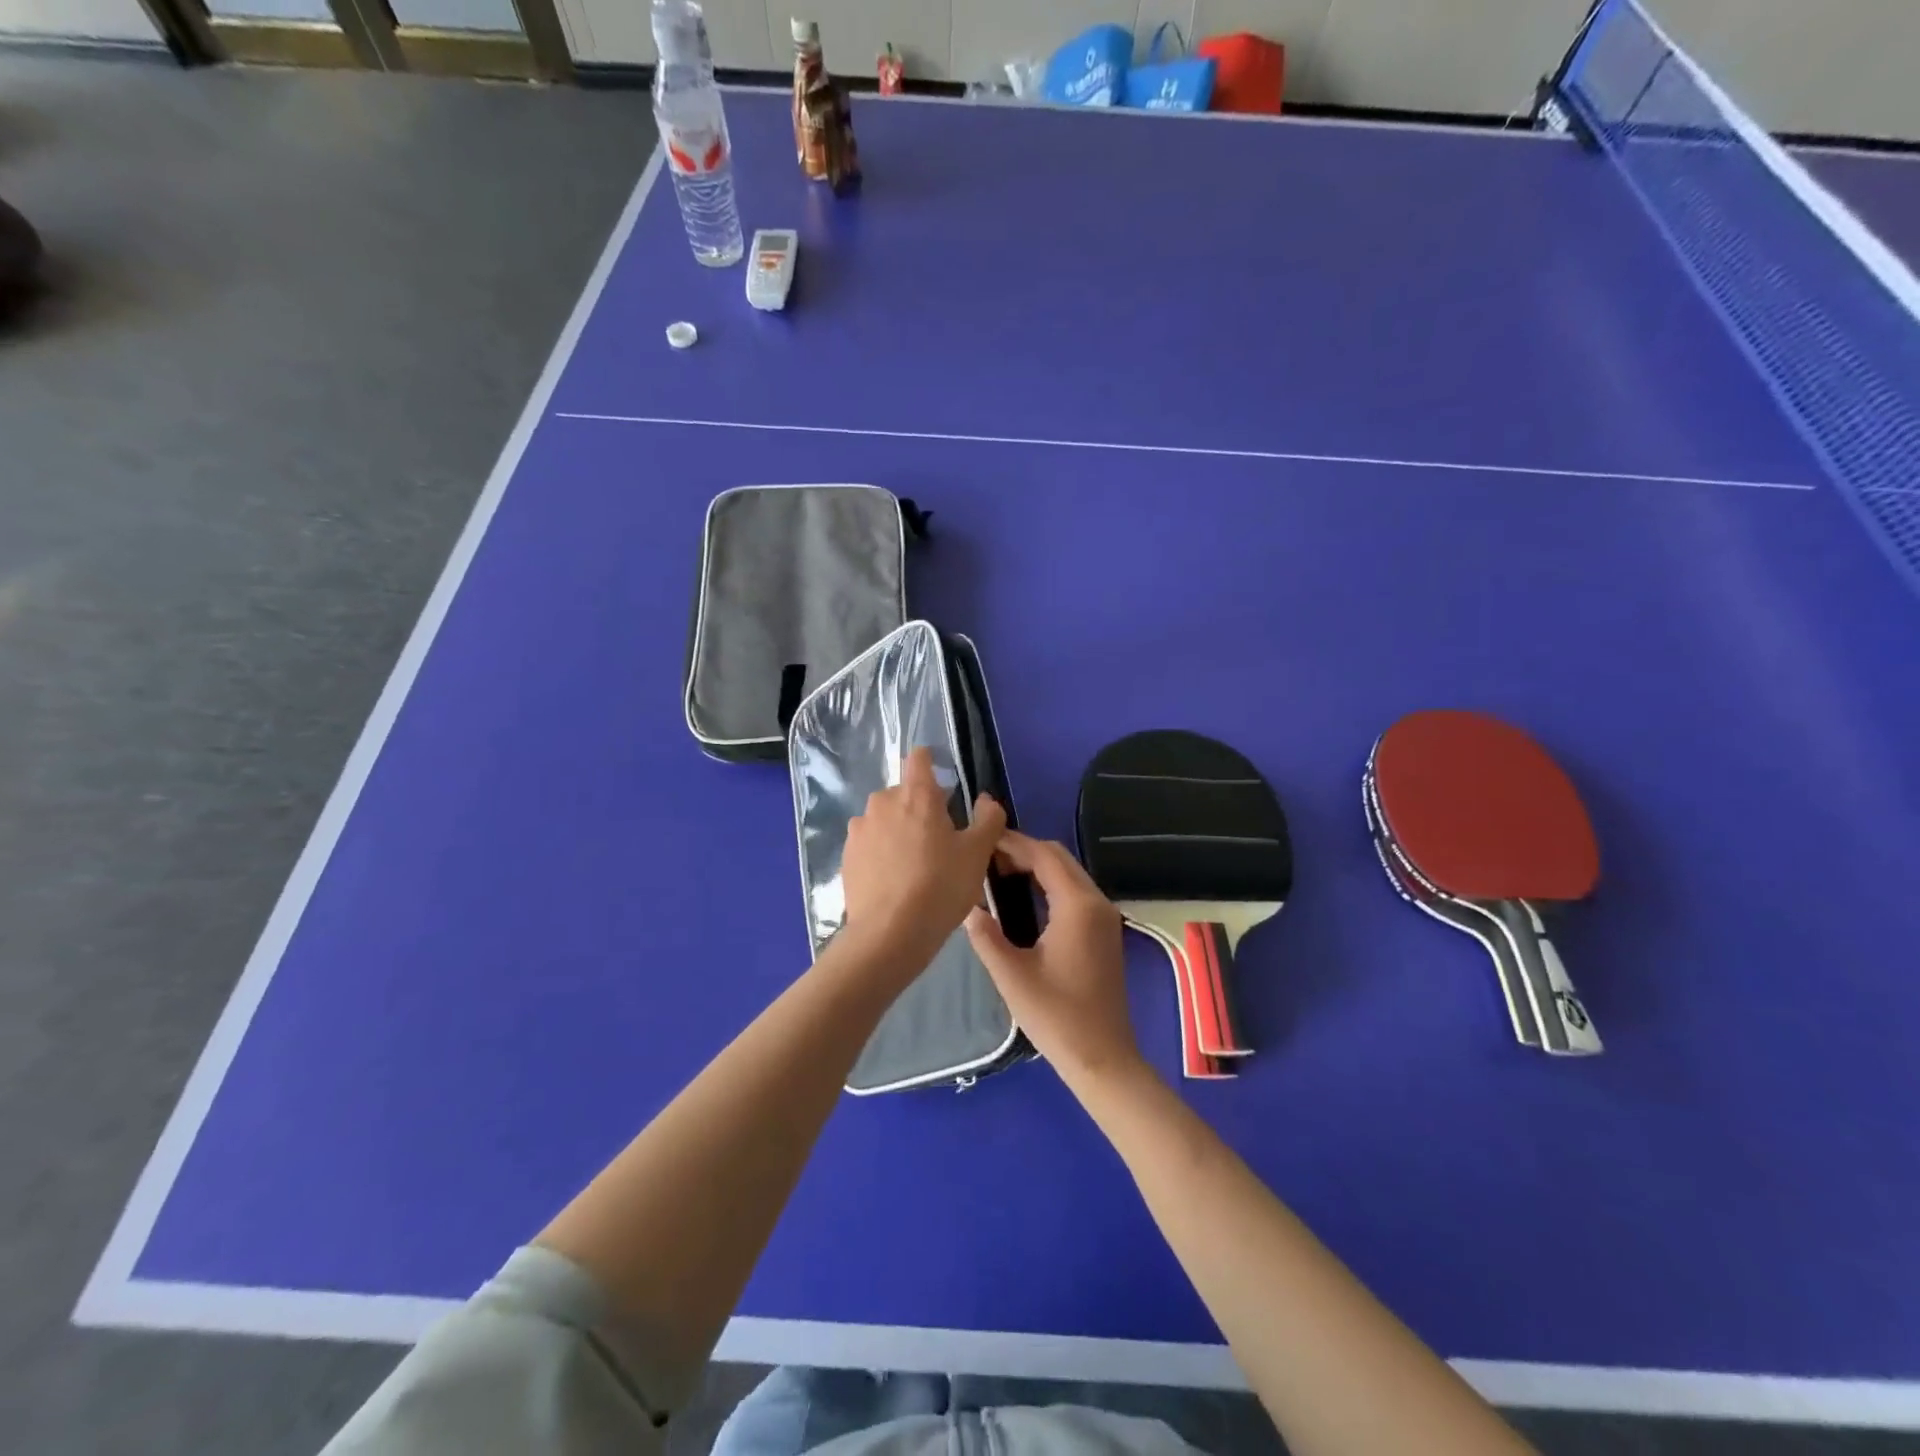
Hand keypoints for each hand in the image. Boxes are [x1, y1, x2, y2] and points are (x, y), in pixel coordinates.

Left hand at [841, 747, 1006, 965]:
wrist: (890, 934)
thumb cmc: (940, 887)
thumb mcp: (977, 854)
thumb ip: (988, 820)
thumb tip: (986, 800)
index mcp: (915, 794)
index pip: (919, 758)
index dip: (932, 765)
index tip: (945, 788)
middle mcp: (882, 802)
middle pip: (904, 793)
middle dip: (921, 808)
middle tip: (940, 842)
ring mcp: (860, 829)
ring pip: (885, 819)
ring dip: (899, 831)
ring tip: (915, 865)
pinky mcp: (847, 855)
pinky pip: (870, 844)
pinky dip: (882, 853)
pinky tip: (895, 881)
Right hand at [964, 832, 1145, 1087]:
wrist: (1103, 1058)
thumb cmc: (1056, 1017)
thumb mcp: (1011, 976)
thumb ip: (986, 936)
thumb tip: (966, 907)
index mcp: (1077, 906)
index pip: (1043, 855)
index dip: (1012, 843)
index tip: (981, 841)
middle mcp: (1097, 902)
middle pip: (1059, 857)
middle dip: (1024, 850)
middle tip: (986, 859)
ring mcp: (1105, 916)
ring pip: (1069, 872)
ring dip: (1038, 866)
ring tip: (998, 874)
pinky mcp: (1104, 931)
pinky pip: (1075, 891)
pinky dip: (1050, 883)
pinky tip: (1023, 898)